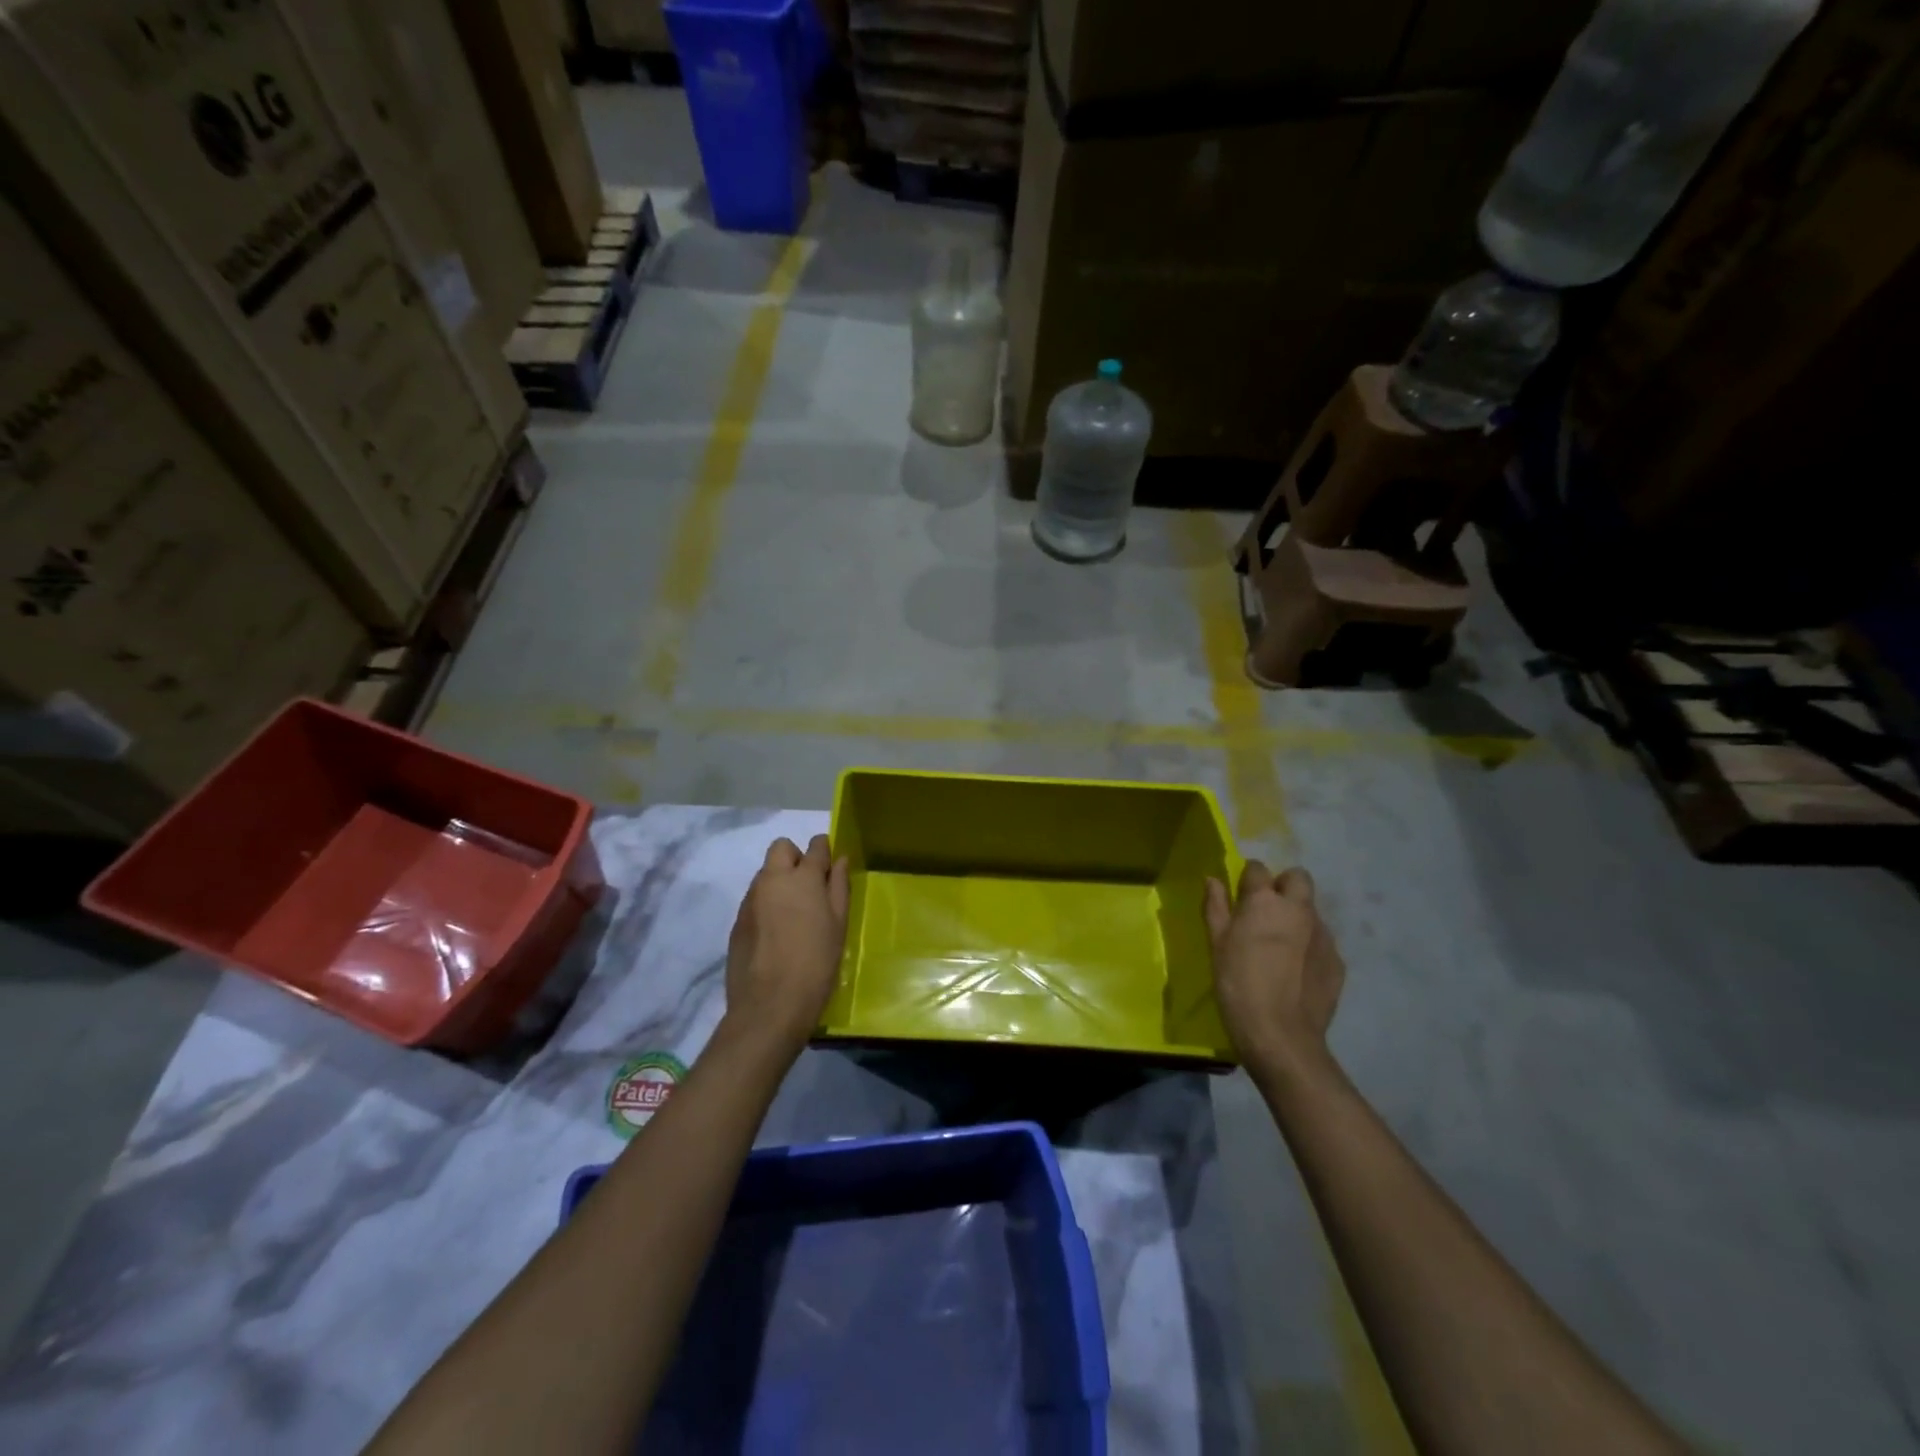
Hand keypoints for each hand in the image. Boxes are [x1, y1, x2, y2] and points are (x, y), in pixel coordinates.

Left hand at [722, 835, 849, 1056]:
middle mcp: (772, 880)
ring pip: (765, 874)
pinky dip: (767, 904)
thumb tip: (839, 860)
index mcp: (802, 878)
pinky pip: (755, 899)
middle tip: (809, 887)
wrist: (769, 1006)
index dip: (824, 851)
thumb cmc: (816, 964)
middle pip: (781, 848)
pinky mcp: (737, 921)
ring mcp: (750, 900)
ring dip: (779, 882)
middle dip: (795, 857)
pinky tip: (776, 934)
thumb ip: (839, 887)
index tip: (830, 868)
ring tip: (793, 915)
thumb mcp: (838, 925)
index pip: (815, 845)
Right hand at [1204, 860, 1344, 1078]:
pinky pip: (1321, 941)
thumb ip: (1215, 907)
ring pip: (1311, 910)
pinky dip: (1309, 946)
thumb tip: (1212, 879)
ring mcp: (1323, 934)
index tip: (1239, 895)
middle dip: (1283, 885)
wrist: (1281, 1036)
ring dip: (1297, 917)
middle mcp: (1299, 909)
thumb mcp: (1217, 944)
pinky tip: (1296, 971)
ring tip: (1280, 947)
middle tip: (1265, 912)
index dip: (1248, 878)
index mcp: (1265, 901)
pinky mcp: (1338, 960)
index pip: (1258, 868)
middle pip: (1297, 877)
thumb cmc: (1238, 984)